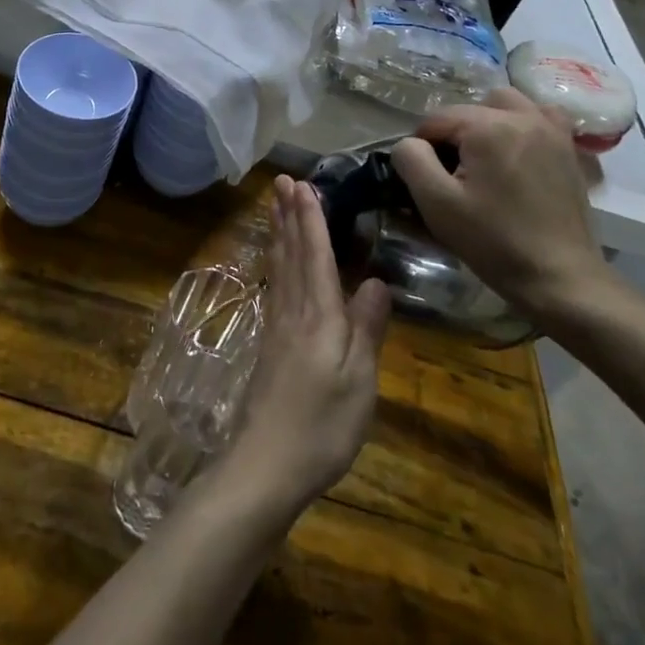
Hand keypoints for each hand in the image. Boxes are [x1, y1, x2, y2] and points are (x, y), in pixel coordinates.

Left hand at [225, 176, 389, 519]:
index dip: (310, 219)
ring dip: (279, 233)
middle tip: (281, 181)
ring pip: (279, 268)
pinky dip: (275, 263)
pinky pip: (274, 287)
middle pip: (291, 253)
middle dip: (289, 215)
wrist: (266, 464)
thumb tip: (377, 281)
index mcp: (319, 315)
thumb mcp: (359, 380)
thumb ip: (366, 328)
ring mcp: (277, 327)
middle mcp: (293, 311)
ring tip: (276, 206)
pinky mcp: (269, 345)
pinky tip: (275, 262)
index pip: (316, 255)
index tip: (304, 184)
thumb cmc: (322, 425)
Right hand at [390, 88, 618, 322]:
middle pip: (471, 108)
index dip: (422, 146)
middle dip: (454, 132)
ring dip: (488, 121)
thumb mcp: (436, 203)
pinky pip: (542, 116)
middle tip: (452, 172)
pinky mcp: (569, 149)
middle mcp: (523, 117)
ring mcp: (552, 131)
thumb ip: (411, 160)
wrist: (559, 276)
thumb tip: (409, 144)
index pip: (436, 119)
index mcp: (488, 127)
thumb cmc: (492, 241)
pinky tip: (517, 151)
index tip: (424, 178)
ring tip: (483, 157)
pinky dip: (524, 124)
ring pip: (507, 104)